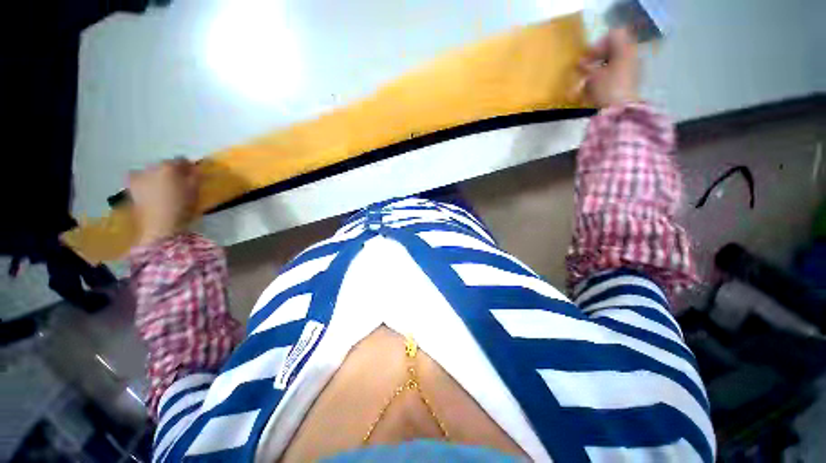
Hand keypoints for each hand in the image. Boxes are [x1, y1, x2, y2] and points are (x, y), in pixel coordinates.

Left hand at [129, 158, 198, 246]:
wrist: (160, 227)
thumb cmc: (182, 207)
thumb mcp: (195, 191)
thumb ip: (195, 177)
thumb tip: (195, 168)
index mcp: (168, 167)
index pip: (181, 160)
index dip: (188, 166)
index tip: (193, 173)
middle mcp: (150, 167)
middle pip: (163, 165)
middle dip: (170, 171)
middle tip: (178, 182)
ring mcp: (138, 177)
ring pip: (150, 172)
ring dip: (157, 177)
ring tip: (164, 188)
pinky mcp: (130, 189)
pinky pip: (140, 181)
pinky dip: (146, 184)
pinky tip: (152, 193)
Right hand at [578, 28, 640, 107]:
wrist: (621, 110)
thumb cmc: (606, 89)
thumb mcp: (593, 76)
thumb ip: (586, 67)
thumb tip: (580, 62)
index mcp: (625, 49)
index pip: (613, 35)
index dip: (599, 43)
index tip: (587, 56)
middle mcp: (632, 55)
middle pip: (615, 48)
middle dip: (599, 57)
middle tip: (586, 68)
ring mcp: (634, 69)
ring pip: (616, 61)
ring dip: (602, 68)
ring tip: (589, 81)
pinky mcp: (631, 81)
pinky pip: (618, 73)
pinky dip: (607, 77)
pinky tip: (597, 88)